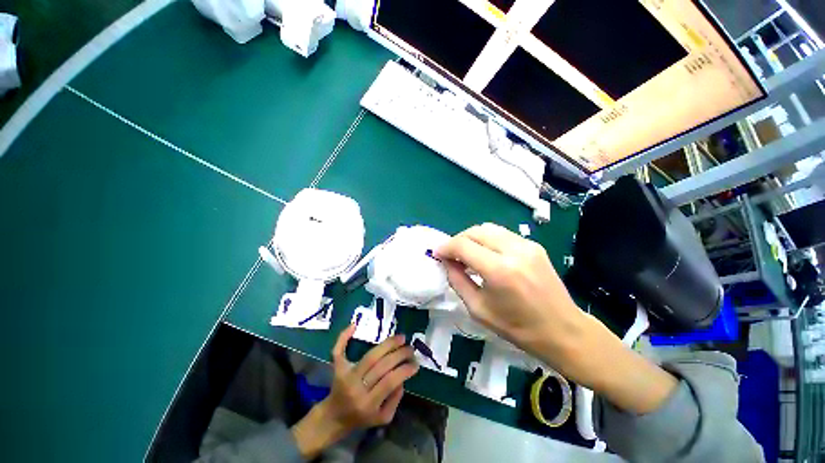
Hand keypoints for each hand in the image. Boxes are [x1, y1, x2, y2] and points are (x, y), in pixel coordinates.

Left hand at [293, 325, 418, 458]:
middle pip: (381, 365)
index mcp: (368, 403)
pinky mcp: (337, 368)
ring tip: (401, 338)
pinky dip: (343, 337)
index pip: (389, 381)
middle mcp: (356, 388)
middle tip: (411, 348)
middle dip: (399, 354)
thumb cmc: (361, 418)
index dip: (404, 370)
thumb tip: (402, 379)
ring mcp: (345, 376)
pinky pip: (338, 350)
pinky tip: (354, 325)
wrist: (334, 418)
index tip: (415, 363)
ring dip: (387, 344)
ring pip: (369, 356)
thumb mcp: (382, 418)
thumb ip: (395, 400)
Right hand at [435, 223, 584, 357]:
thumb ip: (457, 281)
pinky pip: (502, 234)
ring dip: (472, 238)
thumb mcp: (478, 309)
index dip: (446, 247)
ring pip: (488, 228)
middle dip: (458, 240)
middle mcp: (513, 251)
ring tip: (466, 253)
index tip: (437, 254)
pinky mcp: (534, 245)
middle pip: (475, 231)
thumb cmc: (517, 327)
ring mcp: (527, 245)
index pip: (463, 245)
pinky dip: (487, 240)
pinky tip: (486, 254)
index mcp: (499, 270)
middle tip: (451, 255)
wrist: (563, 330)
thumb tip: (446, 262)